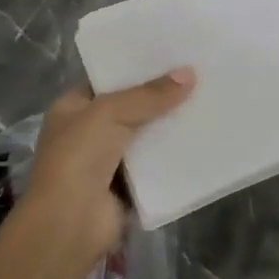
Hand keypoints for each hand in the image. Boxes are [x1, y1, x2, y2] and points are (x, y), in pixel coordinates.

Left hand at [19, 69, 195, 259]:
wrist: (71, 223)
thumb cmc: (79, 158)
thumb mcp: (110, 113)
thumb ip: (150, 94)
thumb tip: (189, 74)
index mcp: (73, 108)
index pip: (108, 79)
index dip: (136, 67)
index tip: (172, 54)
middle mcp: (88, 131)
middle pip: (131, 106)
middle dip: (160, 95)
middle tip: (198, 74)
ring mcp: (108, 160)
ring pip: (146, 134)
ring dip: (171, 124)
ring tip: (208, 99)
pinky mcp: (129, 184)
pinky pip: (156, 162)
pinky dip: (175, 153)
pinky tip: (202, 136)